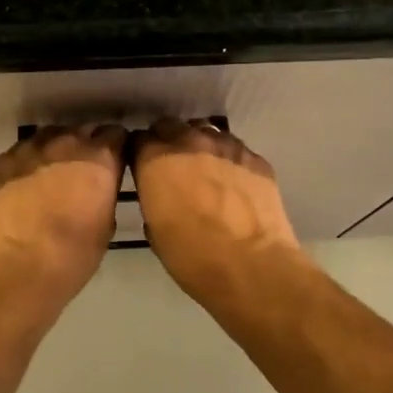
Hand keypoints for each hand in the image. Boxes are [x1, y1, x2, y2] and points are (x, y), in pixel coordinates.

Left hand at [0, 124, 126, 298]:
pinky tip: (26, 182)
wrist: (13, 271)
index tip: (115, 162)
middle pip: (83, 131)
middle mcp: (66, 143)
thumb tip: (99, 188)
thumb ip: (105, 195)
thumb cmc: (71, 257)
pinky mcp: (2, 161)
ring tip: (54, 173)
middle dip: (87, 146)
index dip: (117, 148)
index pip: (116, 135)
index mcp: (99, 159)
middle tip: (85, 171)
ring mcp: (30, 149)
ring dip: (57, 149)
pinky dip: (29, 161)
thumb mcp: (106, 227)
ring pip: (50, 136)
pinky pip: (22, 151)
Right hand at [131, 118, 304, 297]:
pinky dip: (229, 160)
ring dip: (199, 146)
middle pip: (170, 126)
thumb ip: (152, 198)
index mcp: (156, 159)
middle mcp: (189, 141)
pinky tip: (234, 183)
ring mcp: (226, 145)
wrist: (252, 266)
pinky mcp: (255, 157)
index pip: (138, 139)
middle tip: (172, 167)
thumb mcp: (155, 229)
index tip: (143, 167)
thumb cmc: (193, 256)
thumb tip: (159, 193)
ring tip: (205, 170)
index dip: (140, 153)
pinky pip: (235, 149)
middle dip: (167, 142)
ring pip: (205, 131)